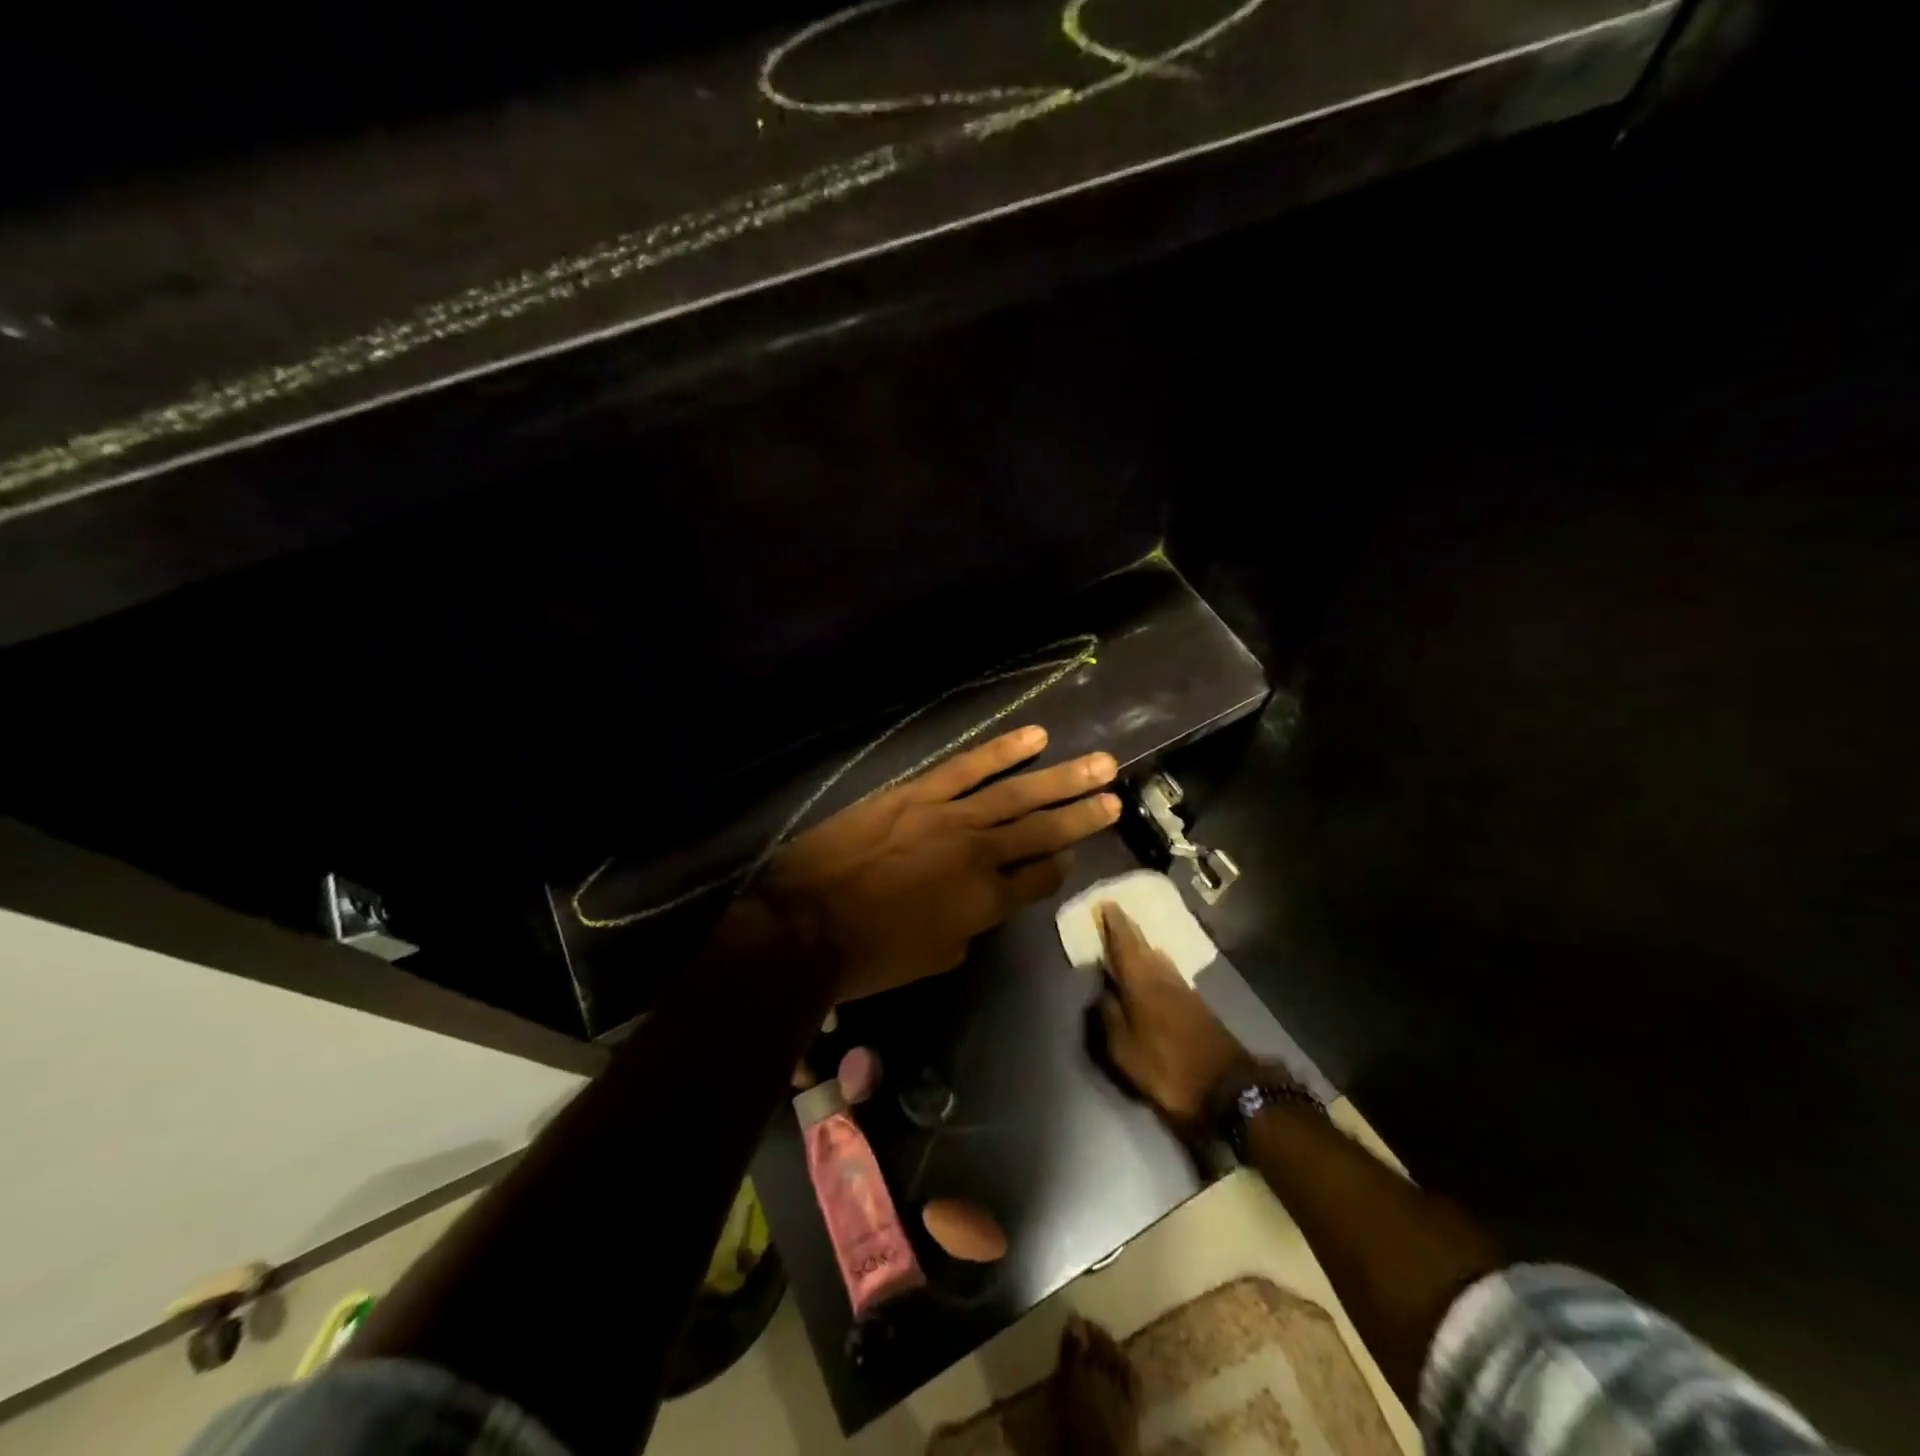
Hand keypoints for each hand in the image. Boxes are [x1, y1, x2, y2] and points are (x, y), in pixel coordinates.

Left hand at [758, 726, 1121, 1001]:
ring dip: (1062, 779)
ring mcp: (950, 817)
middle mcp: (980, 855)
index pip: (1038, 880)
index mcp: (984, 903)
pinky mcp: (918, 793)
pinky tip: (1036, 736)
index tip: (1069, 857)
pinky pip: (969, 766)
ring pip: (1017, 794)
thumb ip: (967, 929)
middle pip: (1043, 832)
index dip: (1057, 868)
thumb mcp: (931, 958)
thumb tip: (979, 908)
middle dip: (1082, 816)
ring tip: (1101, 764)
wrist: (805, 924)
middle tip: (1115, 798)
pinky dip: (1004, 750)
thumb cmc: (868, 956)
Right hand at [1095, 902, 1257, 1126]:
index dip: (1115, 925)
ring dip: (1144, 945)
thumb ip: (1108, 1019)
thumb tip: (1101, 994)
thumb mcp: (1124, 1051)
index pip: (1125, 946)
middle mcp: (1163, 978)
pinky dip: (1157, 962)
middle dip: (1129, 930)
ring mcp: (1183, 990)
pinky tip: (1156, 967)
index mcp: (1141, 984)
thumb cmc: (1167, 1067)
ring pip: (1159, 958)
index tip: (1106, 904)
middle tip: (1116, 913)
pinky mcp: (1196, 1004)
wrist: (1226, 1086)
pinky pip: (1169, 971)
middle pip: (1144, 947)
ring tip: (1133, 937)